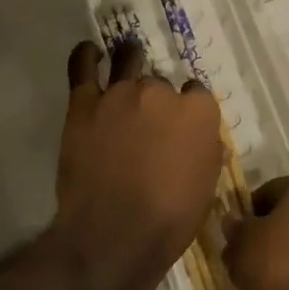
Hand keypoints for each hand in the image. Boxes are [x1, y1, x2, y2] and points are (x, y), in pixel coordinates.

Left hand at [53, 39, 224, 289]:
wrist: (112, 237)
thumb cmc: (169, 221)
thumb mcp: (205, 187)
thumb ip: (204, 151)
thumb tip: (201, 138)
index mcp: (197, 112)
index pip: (197, 93)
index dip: (188, 108)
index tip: (181, 124)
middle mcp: (161, 92)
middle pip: (160, 82)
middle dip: (157, 98)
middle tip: (148, 121)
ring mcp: (120, 93)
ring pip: (128, 61)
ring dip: (130, 60)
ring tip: (127, 61)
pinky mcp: (85, 103)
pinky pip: (83, 66)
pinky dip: (86, 56)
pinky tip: (90, 52)